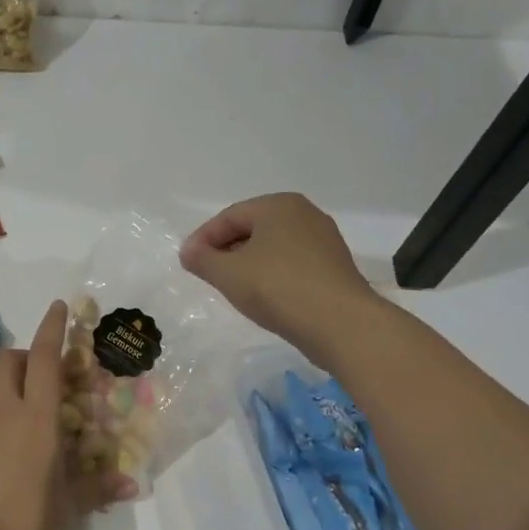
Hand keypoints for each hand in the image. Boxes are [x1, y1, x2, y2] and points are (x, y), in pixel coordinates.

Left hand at [0, 300, 131, 529]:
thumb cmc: (31, 521)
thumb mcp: (69, 504)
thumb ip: (96, 487)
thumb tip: (130, 485)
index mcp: (38, 416)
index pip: (46, 357)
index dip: (52, 328)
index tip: (58, 306)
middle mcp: (3, 411)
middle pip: (9, 360)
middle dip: (24, 357)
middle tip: (40, 378)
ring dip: (7, 394)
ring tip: (21, 426)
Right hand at [179, 193, 380, 365]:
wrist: (340, 324)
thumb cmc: (278, 288)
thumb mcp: (228, 274)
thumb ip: (202, 259)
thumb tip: (188, 251)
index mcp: (278, 205)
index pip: (229, 216)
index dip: (203, 238)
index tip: (188, 262)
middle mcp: (304, 214)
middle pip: (252, 229)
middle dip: (226, 250)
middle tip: (207, 274)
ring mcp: (324, 241)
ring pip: (273, 247)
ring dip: (248, 264)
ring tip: (232, 288)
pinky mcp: (334, 267)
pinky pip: (292, 264)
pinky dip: (271, 275)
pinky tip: (263, 297)